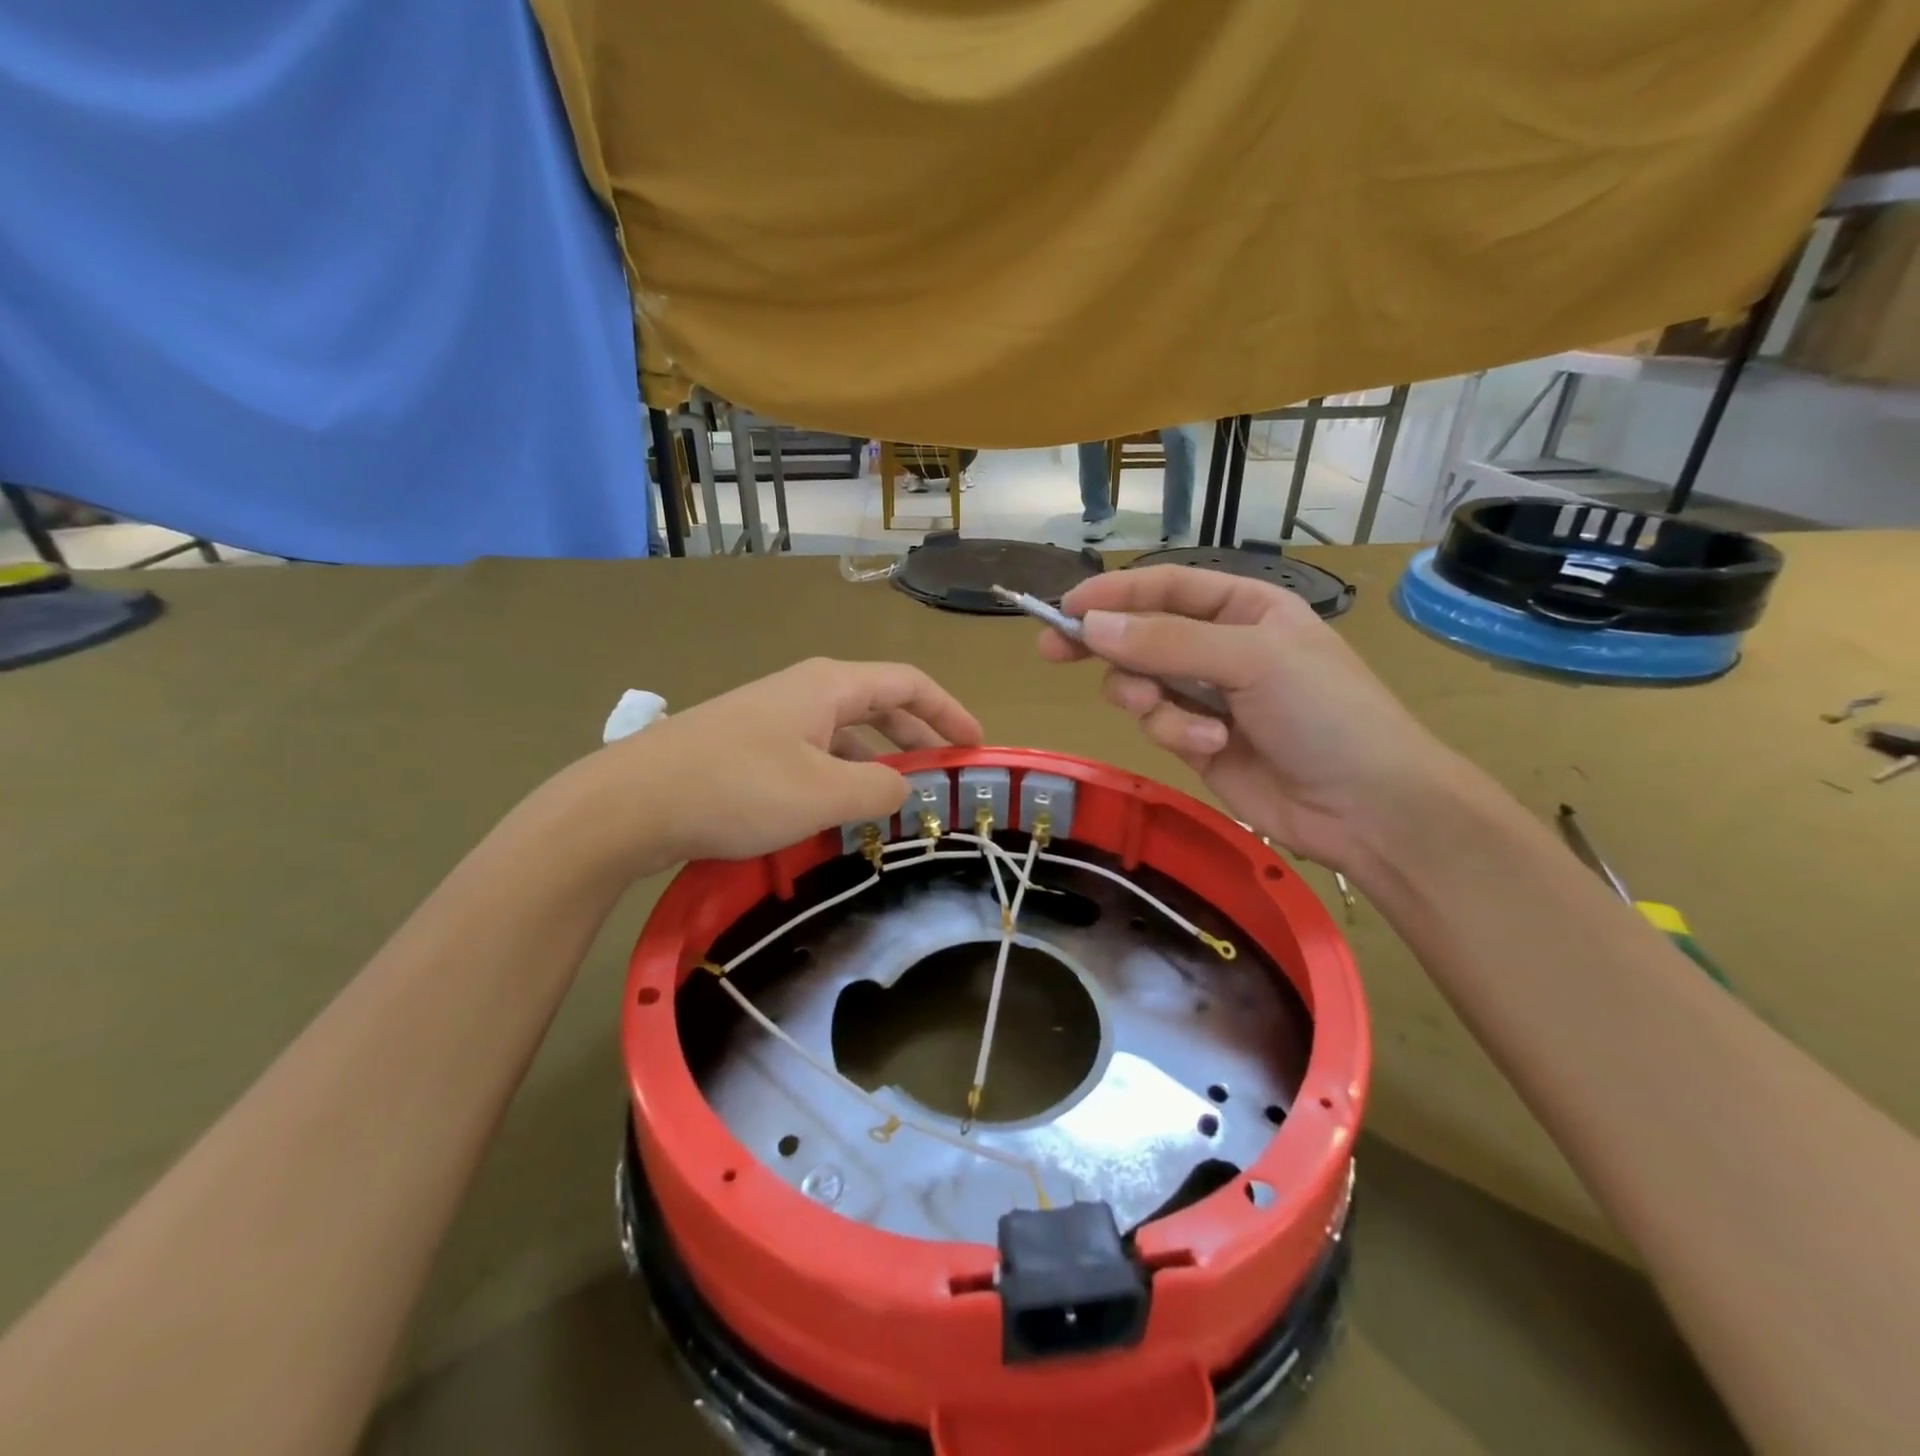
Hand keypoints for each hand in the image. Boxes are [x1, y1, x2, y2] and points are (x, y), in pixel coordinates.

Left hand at [591, 658, 982, 866]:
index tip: (976, 745)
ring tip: (898, 799)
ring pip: (844, 732)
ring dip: (878, 760)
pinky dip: (841, 773)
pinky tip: (839, 808)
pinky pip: (813, 751)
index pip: (909, 684)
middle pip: (879, 704)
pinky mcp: (747, 744)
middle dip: (918, 736)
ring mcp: (772, 716)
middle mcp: (804, 690)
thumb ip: (880, 790)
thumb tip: (905, 786)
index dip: (949, 711)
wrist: (631, 802)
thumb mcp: (824, 795)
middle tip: (945, 772)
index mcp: (830, 686)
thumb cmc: (738, 789)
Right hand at [1038, 567, 1457, 870]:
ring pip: (1141, 683)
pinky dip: (1175, 732)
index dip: (1114, 593)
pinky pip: (1159, 724)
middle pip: (1141, 634)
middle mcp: (1220, 646)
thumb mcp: (1250, 660)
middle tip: (1053, 652)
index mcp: (1243, 607)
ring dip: (1148, 698)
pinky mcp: (1197, 740)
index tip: (1065, 609)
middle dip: (1105, 645)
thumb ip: (1167, 642)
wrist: (1367, 806)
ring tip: (1172, 714)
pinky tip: (1210, 744)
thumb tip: (1091, 626)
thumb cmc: (1324, 712)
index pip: (1165, 587)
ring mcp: (1207, 696)